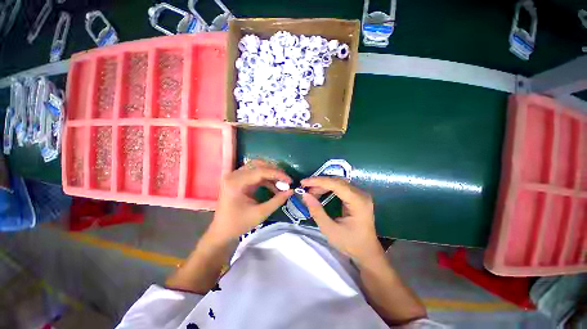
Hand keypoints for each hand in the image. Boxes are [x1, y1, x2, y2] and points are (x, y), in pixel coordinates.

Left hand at [208, 159, 292, 241]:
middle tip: (286, 180)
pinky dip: (266, 178)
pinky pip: (255, 174)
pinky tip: (274, 186)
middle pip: (258, 164)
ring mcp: (235, 176)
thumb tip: (291, 191)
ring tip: (282, 183)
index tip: (290, 181)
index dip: (277, 174)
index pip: (260, 171)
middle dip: (274, 171)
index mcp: (236, 182)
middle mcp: (234, 175)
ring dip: (271, 173)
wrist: (222, 232)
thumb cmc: (238, 224)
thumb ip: (277, 201)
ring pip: (257, 167)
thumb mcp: (260, 213)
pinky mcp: (239, 180)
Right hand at [301, 177, 381, 260]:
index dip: (318, 181)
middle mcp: (361, 194)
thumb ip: (317, 212)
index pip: (336, 184)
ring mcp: (360, 194)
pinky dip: (327, 188)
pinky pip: (340, 187)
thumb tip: (305, 195)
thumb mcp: (330, 230)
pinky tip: (319, 193)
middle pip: (337, 181)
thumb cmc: (350, 243)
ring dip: (322, 185)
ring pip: (338, 183)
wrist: (367, 251)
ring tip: (310, 193)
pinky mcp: (357, 196)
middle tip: (305, 188)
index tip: (304, 182)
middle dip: (319, 183)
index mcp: (358, 202)